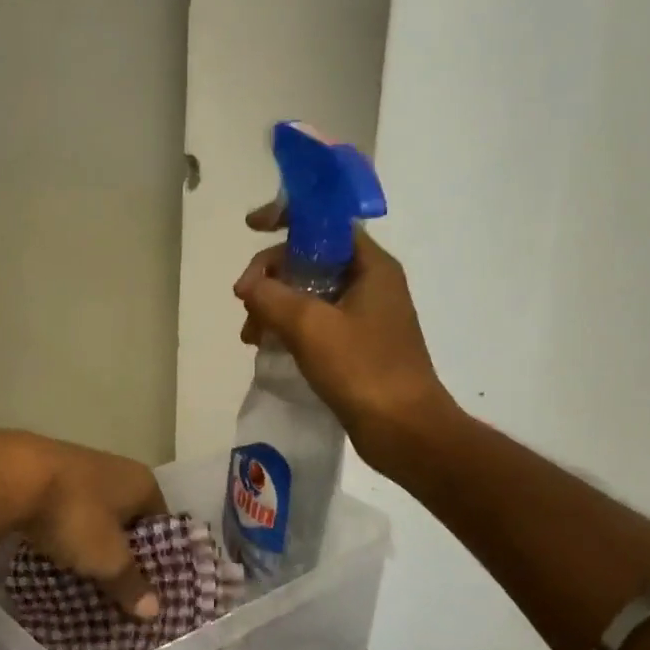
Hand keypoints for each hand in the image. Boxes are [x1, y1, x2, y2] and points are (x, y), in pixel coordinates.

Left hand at [0, 432, 167, 617]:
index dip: (157, 558)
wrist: (10, 475)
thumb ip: (131, 583)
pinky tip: (53, 553)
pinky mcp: (46, 472)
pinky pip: (64, 509)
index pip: (161, 524)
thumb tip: (154, 610)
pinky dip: (63, 530)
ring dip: (90, 541)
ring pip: (93, 513)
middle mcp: (115, 468)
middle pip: (126, 518)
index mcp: (142, 482)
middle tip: (116, 588)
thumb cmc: (74, 514)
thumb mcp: (107, 559)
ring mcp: (79, 466)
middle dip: (121, 551)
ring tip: (84, 576)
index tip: (147, 589)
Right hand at [234, 205, 456, 474]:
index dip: (286, 218)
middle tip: (244, 303)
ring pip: (307, 293)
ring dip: (273, 306)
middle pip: (310, 259)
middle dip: (271, 276)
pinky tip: (266, 347)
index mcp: (371, 266)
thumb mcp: (310, 326)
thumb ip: (271, 295)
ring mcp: (364, 316)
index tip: (252, 227)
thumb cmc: (363, 369)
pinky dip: (287, 328)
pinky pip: (314, 322)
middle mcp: (370, 283)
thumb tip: (247, 285)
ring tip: (250, 336)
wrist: (404, 430)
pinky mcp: (355, 345)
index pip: (326, 223)